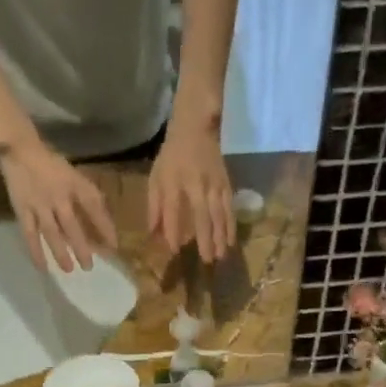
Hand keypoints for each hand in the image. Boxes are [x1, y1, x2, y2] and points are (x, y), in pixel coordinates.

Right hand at [0, 136, 117, 272]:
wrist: (19, 149)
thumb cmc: (50, 164)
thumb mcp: (73, 174)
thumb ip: (86, 195)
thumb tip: (103, 222)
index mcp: (73, 183)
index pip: (93, 205)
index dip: (105, 226)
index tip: (113, 246)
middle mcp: (58, 196)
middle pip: (72, 226)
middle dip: (82, 247)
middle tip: (89, 267)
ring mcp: (39, 204)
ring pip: (52, 233)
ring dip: (61, 253)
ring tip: (70, 270)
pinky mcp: (23, 210)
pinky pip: (30, 234)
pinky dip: (36, 251)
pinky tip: (42, 267)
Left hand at [147, 118, 236, 262]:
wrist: (196, 126)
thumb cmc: (172, 156)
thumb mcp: (156, 177)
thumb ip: (154, 206)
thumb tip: (154, 235)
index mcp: (174, 181)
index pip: (173, 209)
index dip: (173, 230)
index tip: (174, 250)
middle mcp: (196, 184)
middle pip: (202, 214)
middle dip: (205, 238)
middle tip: (206, 261)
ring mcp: (214, 184)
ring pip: (219, 213)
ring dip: (221, 236)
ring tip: (221, 256)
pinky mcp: (226, 184)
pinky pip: (229, 208)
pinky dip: (231, 225)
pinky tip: (231, 241)